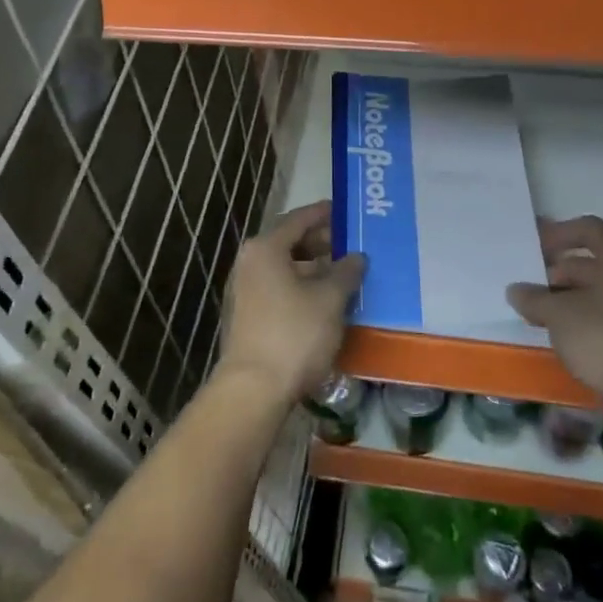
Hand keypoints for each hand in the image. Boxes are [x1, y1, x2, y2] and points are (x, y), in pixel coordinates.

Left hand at [217, 201, 365, 404]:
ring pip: (285, 269)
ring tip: (344, 276)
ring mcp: (245, 291)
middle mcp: (250, 263)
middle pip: (289, 243)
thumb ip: (346, 272)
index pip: (298, 219)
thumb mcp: (329, 300)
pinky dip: (302, 289)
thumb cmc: (294, 334)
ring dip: (314, 269)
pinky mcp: (248, 317)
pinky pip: (279, 290)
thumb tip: (357, 257)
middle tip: (351, 246)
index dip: (324, 213)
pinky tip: (325, 303)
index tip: (345, 211)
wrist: (253, 390)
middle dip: (321, 243)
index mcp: (265, 249)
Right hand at [506, 216, 602, 413]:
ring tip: (535, 313)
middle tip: (526, 285)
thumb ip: (534, 298)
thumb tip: (516, 290)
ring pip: (595, 293)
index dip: (558, 233)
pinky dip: (580, 321)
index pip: (587, 228)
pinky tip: (559, 337)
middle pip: (590, 262)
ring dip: (565, 300)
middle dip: (556, 272)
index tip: (532, 247)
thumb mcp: (560, 315)